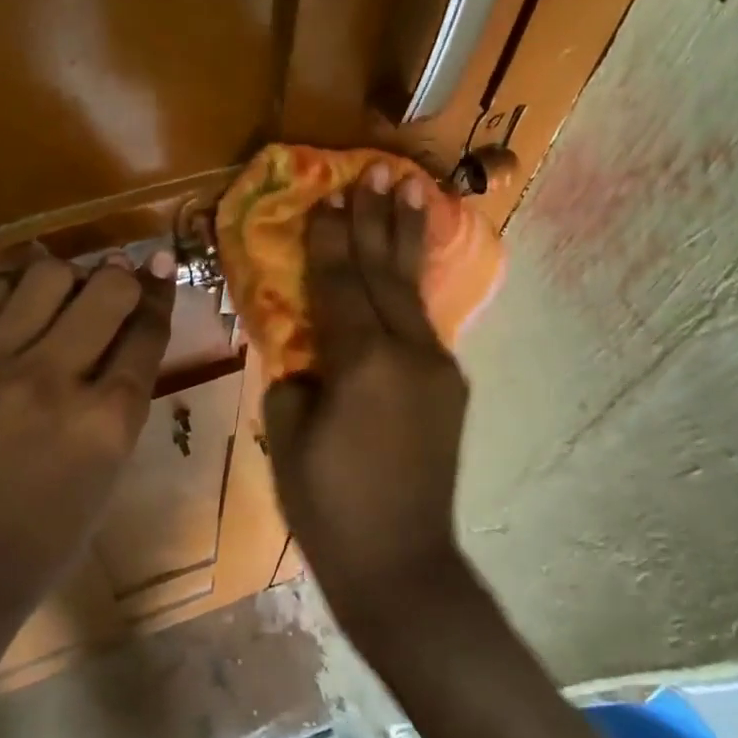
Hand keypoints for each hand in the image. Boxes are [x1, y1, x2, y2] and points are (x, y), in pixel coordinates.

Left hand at [0, 250, 175, 622]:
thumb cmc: (56, 524)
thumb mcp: (115, 460)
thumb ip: (129, 385)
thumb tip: (139, 312)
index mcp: (106, 421)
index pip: (146, 330)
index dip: (160, 294)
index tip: (162, 270)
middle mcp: (52, 381)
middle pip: (107, 288)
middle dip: (124, 281)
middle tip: (118, 289)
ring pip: (48, 273)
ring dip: (70, 279)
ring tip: (67, 300)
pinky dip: (16, 288)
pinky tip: (23, 309)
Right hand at [263, 168, 468, 629]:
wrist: (402, 565)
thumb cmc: (330, 508)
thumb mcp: (288, 438)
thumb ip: (296, 379)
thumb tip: (309, 356)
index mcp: (361, 363)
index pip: (338, 283)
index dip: (328, 238)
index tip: (325, 195)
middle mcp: (406, 352)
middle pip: (383, 273)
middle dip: (374, 220)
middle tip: (373, 171)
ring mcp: (436, 367)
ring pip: (413, 289)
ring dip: (407, 237)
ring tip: (410, 187)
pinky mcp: (449, 386)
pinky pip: (425, 321)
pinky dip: (414, 283)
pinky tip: (412, 261)